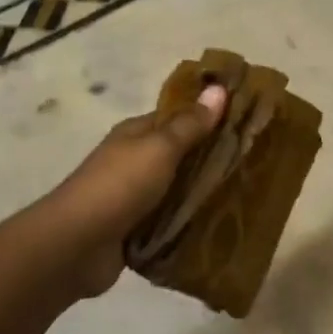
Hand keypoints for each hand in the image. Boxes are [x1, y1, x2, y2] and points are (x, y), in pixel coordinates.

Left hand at [42, 83, 227, 297]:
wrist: (76, 245)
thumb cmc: (120, 186)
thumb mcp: (160, 148)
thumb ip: (190, 124)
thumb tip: (219, 88)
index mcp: (136, 134)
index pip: (179, 117)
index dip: (210, 117)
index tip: (248, 122)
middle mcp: (134, 161)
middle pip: (180, 155)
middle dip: (212, 159)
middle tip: (256, 163)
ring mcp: (133, 197)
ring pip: (177, 190)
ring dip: (203, 194)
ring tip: (246, 196)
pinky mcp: (135, 230)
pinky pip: (169, 222)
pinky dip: (188, 224)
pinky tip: (218, 227)